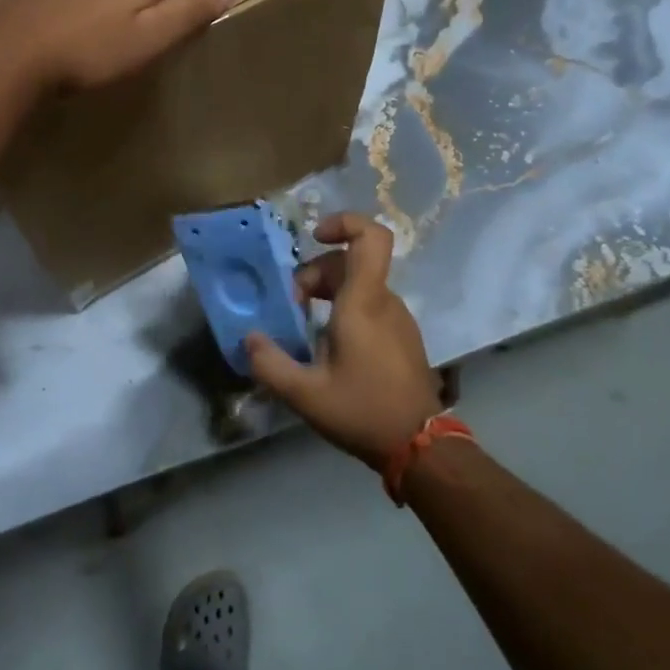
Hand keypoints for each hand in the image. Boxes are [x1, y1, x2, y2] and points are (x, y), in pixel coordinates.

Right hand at [246, 214, 441, 468]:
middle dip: (314, 274)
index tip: (314, 238)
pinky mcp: (402, 336)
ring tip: (304, 327)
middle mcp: (384, 302)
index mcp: (363, 303)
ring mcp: (398, 318)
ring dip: (327, 293)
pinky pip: (370, 305)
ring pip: (359, 284)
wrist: (420, 446)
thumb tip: (250, 339)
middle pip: (351, 262)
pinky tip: (328, 345)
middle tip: (292, 307)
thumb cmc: (363, 411)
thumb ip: (270, 364)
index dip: (344, 223)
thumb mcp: (305, 394)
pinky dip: (344, 310)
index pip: (370, 238)